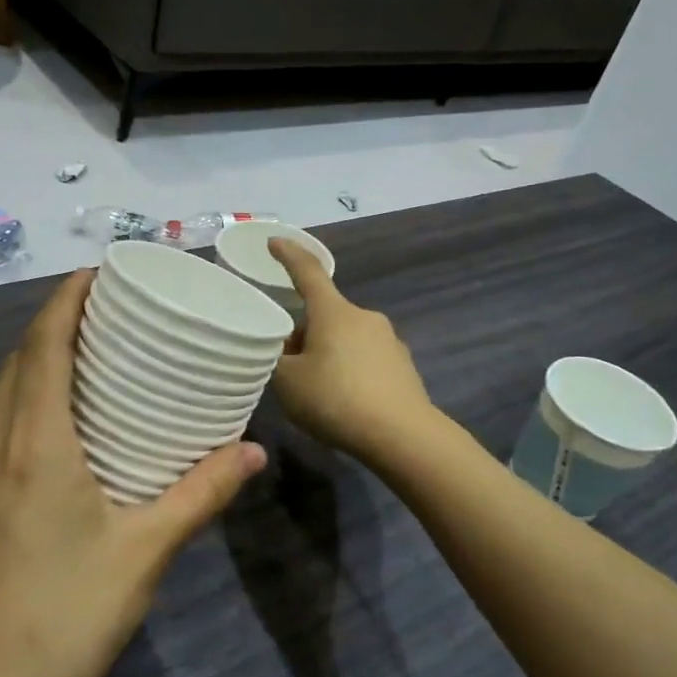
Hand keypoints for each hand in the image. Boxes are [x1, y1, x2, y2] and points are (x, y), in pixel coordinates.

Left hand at [0, 269, 265, 676]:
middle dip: (54, 322)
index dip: (64, 301)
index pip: (42, 349)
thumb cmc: (72, 614)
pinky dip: (29, 397)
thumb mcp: (148, 549)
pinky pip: (1, 425)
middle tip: (106, 307)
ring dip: (39, 360)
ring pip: (3, 394)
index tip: (97, 272)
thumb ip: (203, 493)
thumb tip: (254, 450)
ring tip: (89, 350)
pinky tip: (65, 417)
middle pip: (18, 362)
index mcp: (34, 447)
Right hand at [269, 238, 436, 461]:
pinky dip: (349, 372)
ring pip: (345, 338)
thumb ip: (277, 360)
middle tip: (287, 367)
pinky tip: (345, 403)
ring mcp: (389, 340)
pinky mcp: (402, 366)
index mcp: (334, 312)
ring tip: (316, 392)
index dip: (288, 255)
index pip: (307, 272)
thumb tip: (288, 351)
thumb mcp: (288, 383)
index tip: (274, 241)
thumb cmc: (336, 400)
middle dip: (304, 334)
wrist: (401, 435)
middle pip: (325, 315)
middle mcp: (364, 317)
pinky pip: (365, 359)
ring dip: (327, 354)